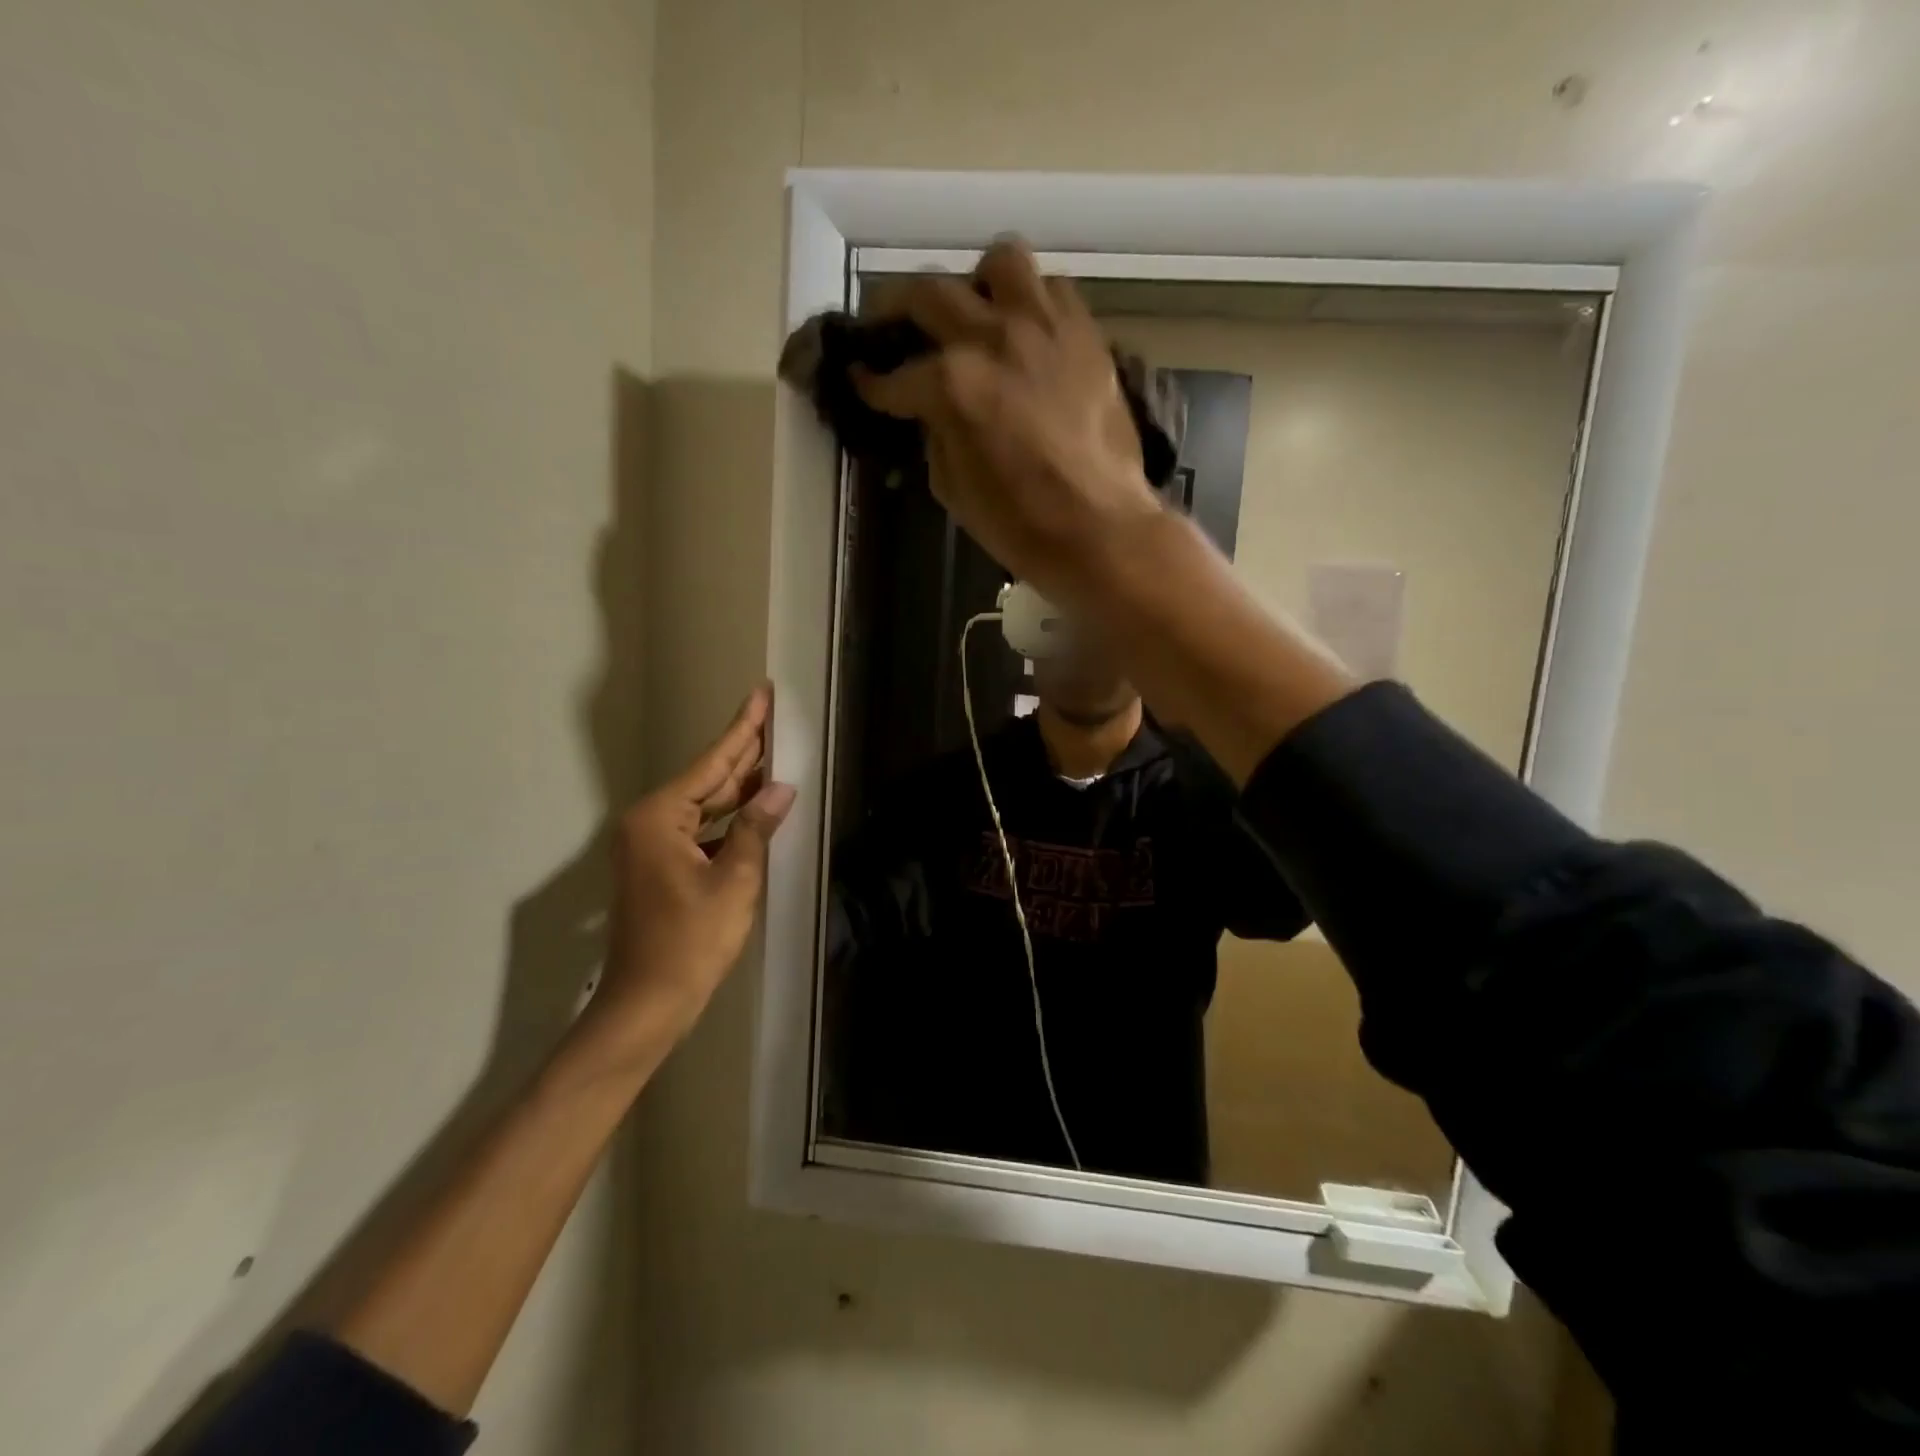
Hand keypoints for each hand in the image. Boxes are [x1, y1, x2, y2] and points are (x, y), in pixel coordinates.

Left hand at [573, 684, 794, 1070]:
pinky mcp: (661, 867)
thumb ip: (757, 828)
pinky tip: (757, 808)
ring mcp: (653, 846)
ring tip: (773, 754)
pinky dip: (730, 819)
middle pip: (708, 779)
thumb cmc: (691, 941)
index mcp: (661, 817)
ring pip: (705, 805)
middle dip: (743, 752)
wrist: (649, 1003)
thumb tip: (781, 790)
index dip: (743, 729)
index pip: (712, 763)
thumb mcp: (734, 880)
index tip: (761, 694)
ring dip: (740, 786)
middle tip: (772, 716)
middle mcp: (651, 822)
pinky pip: (702, 829)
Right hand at [855, 240, 1161, 598]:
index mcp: (953, 384)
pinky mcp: (1086, 335)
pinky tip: (1026, 333)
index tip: (861, 381)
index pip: (896, 376)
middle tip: (890, 325)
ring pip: (1001, 263)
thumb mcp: (954, 489)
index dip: (872, 383)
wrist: (1100, 530)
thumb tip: (933, 413)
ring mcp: (1045, 328)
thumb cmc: (1020, 525)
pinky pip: (1053, 290)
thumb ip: (936, 436)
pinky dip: (1031, 302)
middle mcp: (994, 337)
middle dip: (896, 308)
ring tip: (975, 314)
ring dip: (977, 285)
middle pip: (930, 293)